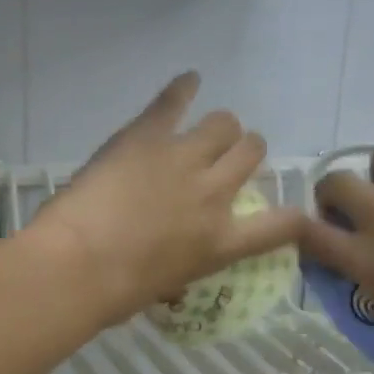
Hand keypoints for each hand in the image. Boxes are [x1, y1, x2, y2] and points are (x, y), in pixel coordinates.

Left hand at [30, 73, 307, 327]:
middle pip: (251, 152)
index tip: (291, 213)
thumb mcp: (165, 284)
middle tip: (226, 159)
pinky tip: (189, 80)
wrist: (79, 265)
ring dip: (219, 128)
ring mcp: (183, 159)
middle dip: (244, 152)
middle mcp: (214, 194)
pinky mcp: (148, 135)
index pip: (281, 225)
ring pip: (224, 123)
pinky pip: (174, 101)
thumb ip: (182, 261)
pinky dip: (183, 88)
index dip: (294, 217)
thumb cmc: (115, 293)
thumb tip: (170, 257)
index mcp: (221, 242)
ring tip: (206, 132)